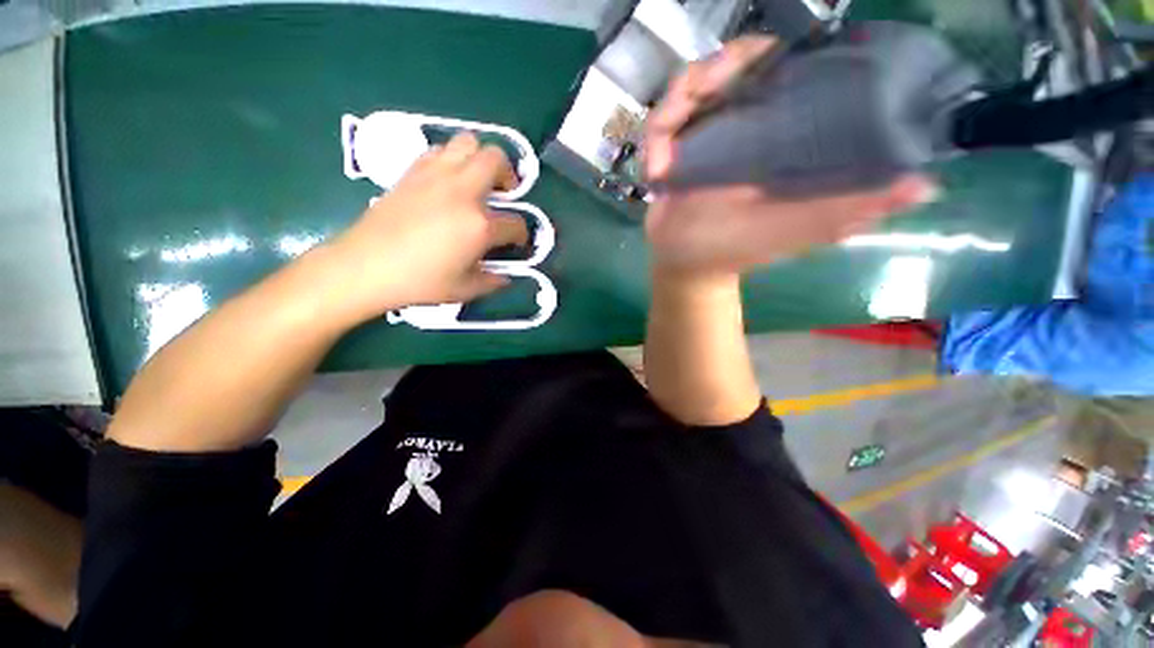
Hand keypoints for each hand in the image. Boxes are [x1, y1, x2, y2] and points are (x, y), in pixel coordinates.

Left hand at [325, 132, 527, 322]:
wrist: (366, 265)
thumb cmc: (420, 281)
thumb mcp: (464, 290)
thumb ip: (491, 281)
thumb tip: (505, 277)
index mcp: (479, 226)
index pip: (516, 224)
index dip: (522, 235)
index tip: (517, 242)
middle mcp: (463, 192)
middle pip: (496, 159)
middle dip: (509, 174)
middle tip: (504, 193)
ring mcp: (436, 176)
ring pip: (468, 142)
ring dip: (480, 158)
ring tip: (478, 181)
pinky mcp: (413, 171)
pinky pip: (440, 150)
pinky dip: (452, 159)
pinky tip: (449, 181)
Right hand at [643, 36, 937, 274]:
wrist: (684, 264)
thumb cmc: (734, 249)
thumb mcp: (795, 231)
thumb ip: (847, 209)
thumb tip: (924, 185)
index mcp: (782, 135)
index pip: (796, 71)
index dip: (792, 51)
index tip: (789, 51)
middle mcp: (747, 124)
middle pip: (740, 63)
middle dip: (726, 65)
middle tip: (710, 87)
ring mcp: (705, 132)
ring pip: (694, 83)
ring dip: (681, 100)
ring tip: (668, 147)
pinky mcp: (672, 147)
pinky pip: (662, 118)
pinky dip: (656, 133)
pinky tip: (654, 168)